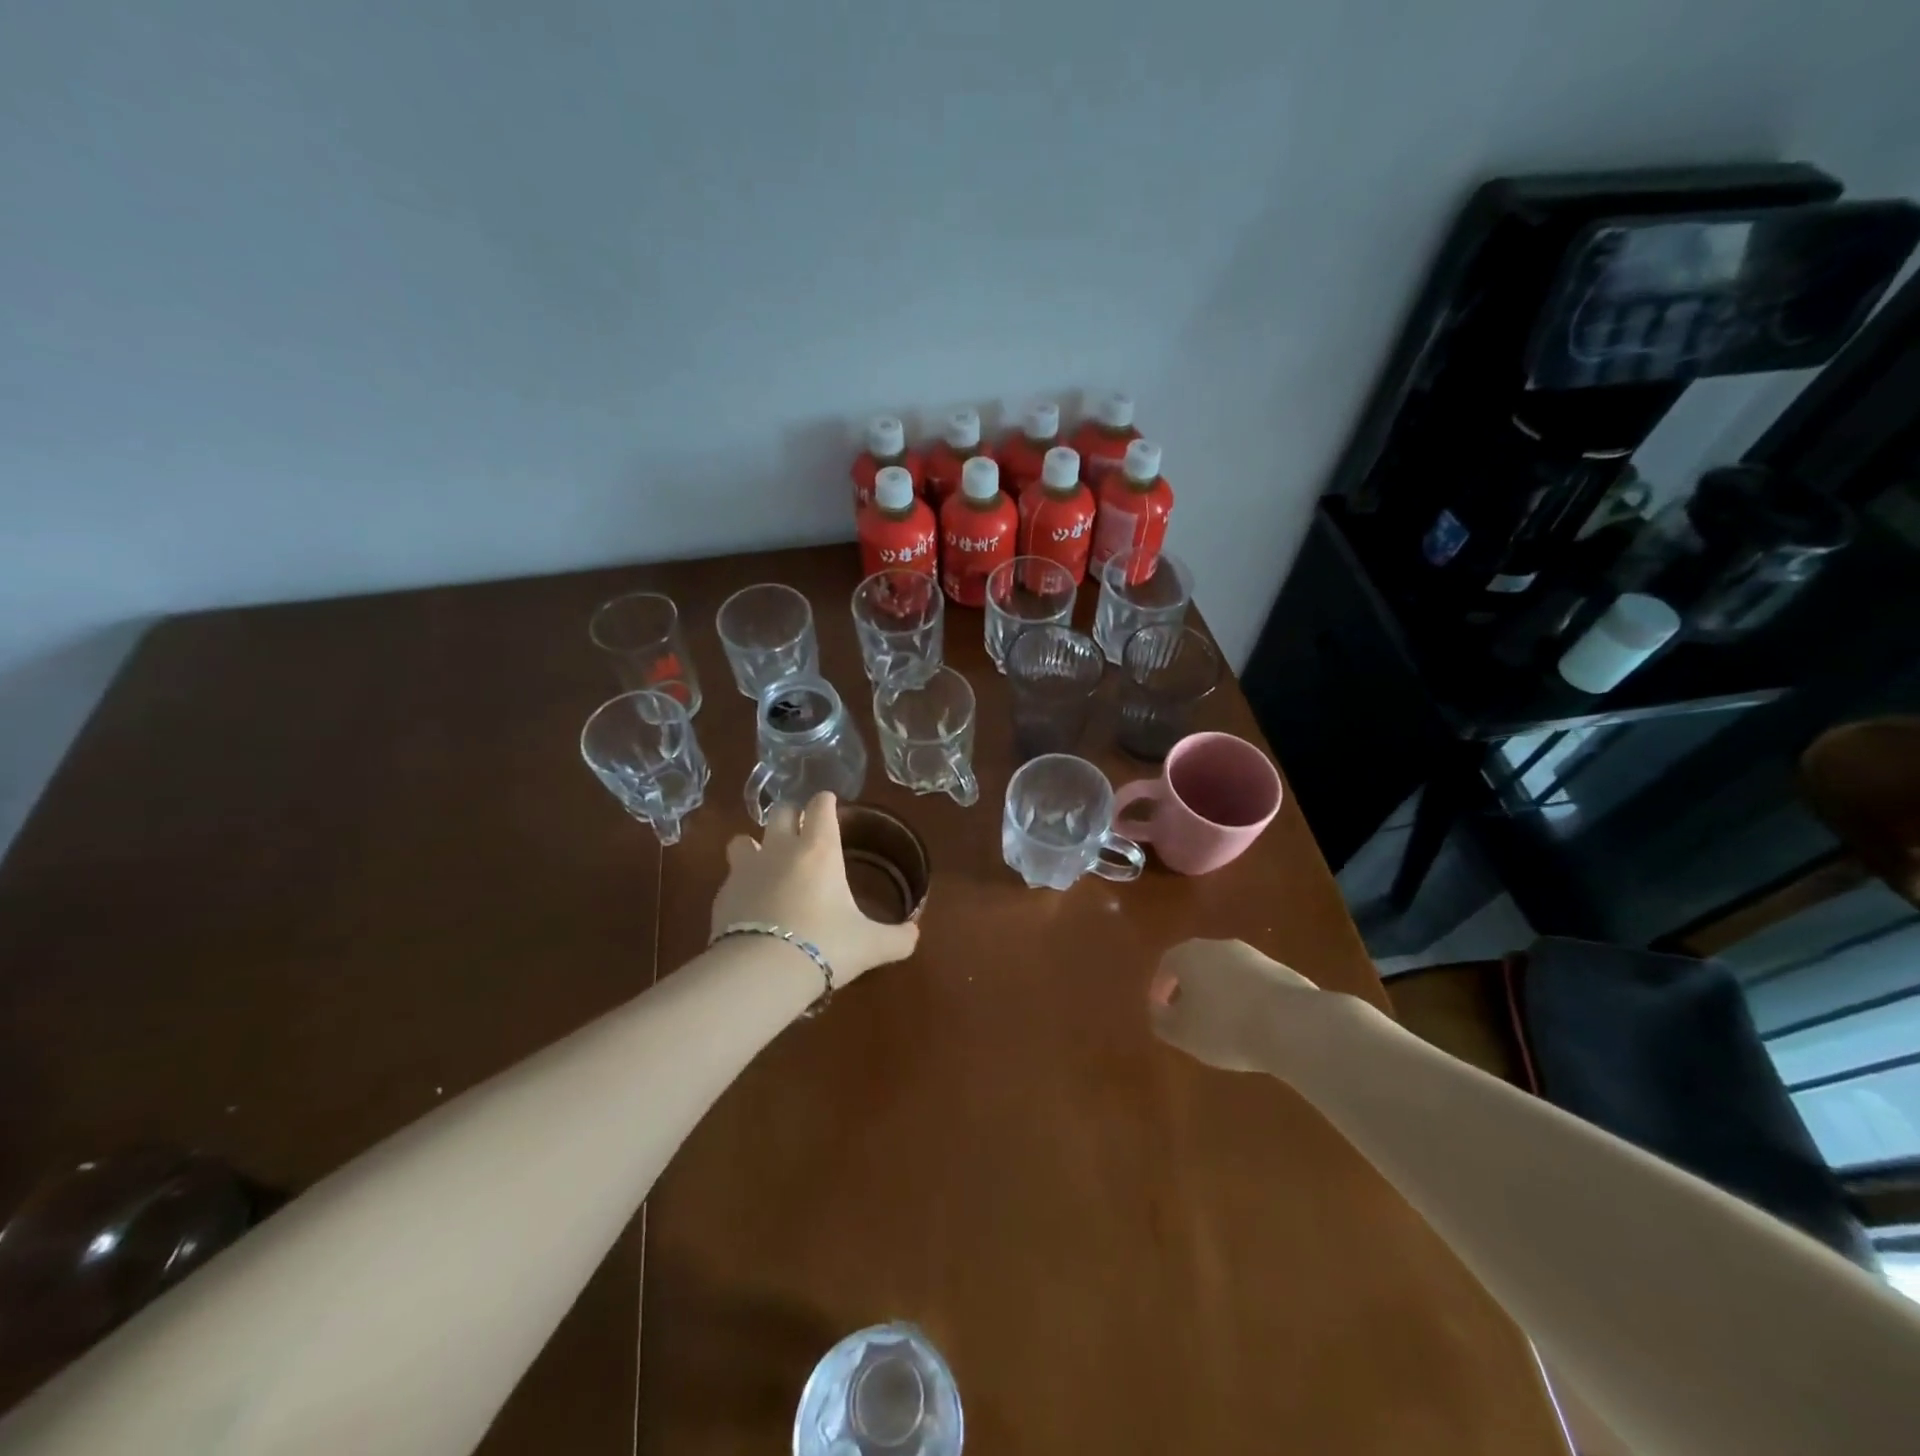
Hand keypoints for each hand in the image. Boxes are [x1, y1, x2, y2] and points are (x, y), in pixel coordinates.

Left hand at [712, 793, 918, 983]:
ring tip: (766, 863)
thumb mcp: (870, 946)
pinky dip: (741, 885)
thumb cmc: (824, 946)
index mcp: (819, 850)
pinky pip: (731, 878)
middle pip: (780, 811)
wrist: (760, 973)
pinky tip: (750, 905)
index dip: (826, 802)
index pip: (820, 807)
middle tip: (801, 830)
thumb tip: (914, 935)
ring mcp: (746, 870)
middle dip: (791, 815)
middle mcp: (780, 849)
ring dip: (755, 845)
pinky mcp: (722, 896)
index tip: (830, 805)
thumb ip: (897, 938)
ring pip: (743, 840)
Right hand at [1148, 938, 1321, 1072]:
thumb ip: (1162, 1021)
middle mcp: (1219, 946)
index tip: (1160, 1010)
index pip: (1166, 965)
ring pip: (1227, 973)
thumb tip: (1158, 1012)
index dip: (1159, 988)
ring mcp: (1253, 956)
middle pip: (1197, 964)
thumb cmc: (1225, 1027)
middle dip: (1191, 988)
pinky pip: (1253, 984)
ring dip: (1221, 994)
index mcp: (1189, 954)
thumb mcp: (1182, 1033)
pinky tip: (1253, 1025)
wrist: (1293, 1025)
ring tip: (1223, 1024)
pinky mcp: (1282, 971)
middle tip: (1189, 1015)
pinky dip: (1246, 1000)